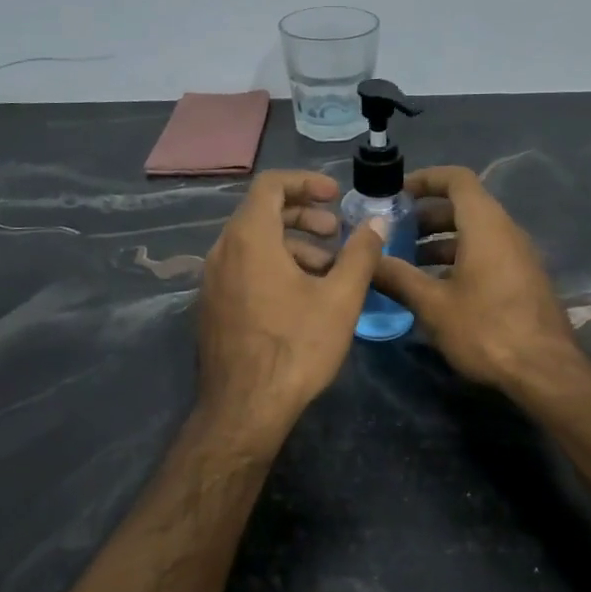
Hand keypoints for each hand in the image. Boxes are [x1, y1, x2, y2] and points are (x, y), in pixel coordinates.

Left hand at [195, 170, 388, 445]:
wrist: (244, 409)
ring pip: (253, 244)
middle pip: (261, 213)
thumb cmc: (296, 347)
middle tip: (336, 233)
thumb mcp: (340, 298)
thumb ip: (360, 253)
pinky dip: (273, 266)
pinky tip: (301, 297)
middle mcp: (222, 251)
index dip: (306, 182)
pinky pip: (243, 268)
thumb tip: (378, 221)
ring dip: (292, 245)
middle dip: (303, 217)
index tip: (335, 195)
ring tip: (328, 270)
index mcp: (249, 238)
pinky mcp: (212, 306)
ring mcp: (212, 281)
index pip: (271, 185)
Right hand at [370, 166, 581, 393]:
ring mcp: (518, 256)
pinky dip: (458, 259)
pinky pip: (487, 254)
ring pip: (475, 233)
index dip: (426, 179)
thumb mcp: (433, 305)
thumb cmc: (486, 329)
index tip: (396, 193)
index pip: (457, 179)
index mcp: (486, 225)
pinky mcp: (522, 280)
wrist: (545, 372)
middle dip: (426, 215)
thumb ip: (398, 277)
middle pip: (464, 206)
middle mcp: (506, 232)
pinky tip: (436, 288)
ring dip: (440, 241)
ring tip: (408, 264)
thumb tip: (367, 261)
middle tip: (394, 233)